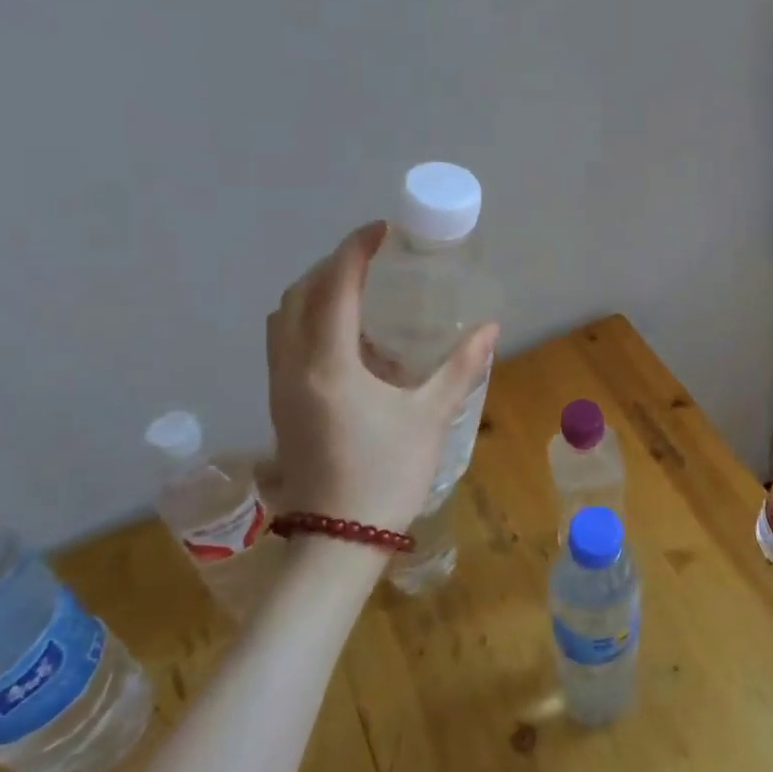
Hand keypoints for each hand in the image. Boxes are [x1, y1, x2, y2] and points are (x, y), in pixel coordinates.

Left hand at [261, 222, 497, 535]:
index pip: (334, 286)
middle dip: (333, 265)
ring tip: (357, 290)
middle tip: (372, 258)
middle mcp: (294, 367)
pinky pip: (284, 343)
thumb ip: (461, 367)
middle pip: (299, 294)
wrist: (338, 540)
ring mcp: (280, 387)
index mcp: (329, 364)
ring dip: (315, 291)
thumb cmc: (387, 474)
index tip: (382, 231)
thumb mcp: (431, 416)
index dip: (356, 250)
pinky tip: (347, 337)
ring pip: (283, 319)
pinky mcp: (280, 405)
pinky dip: (308, 320)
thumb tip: (491, 328)